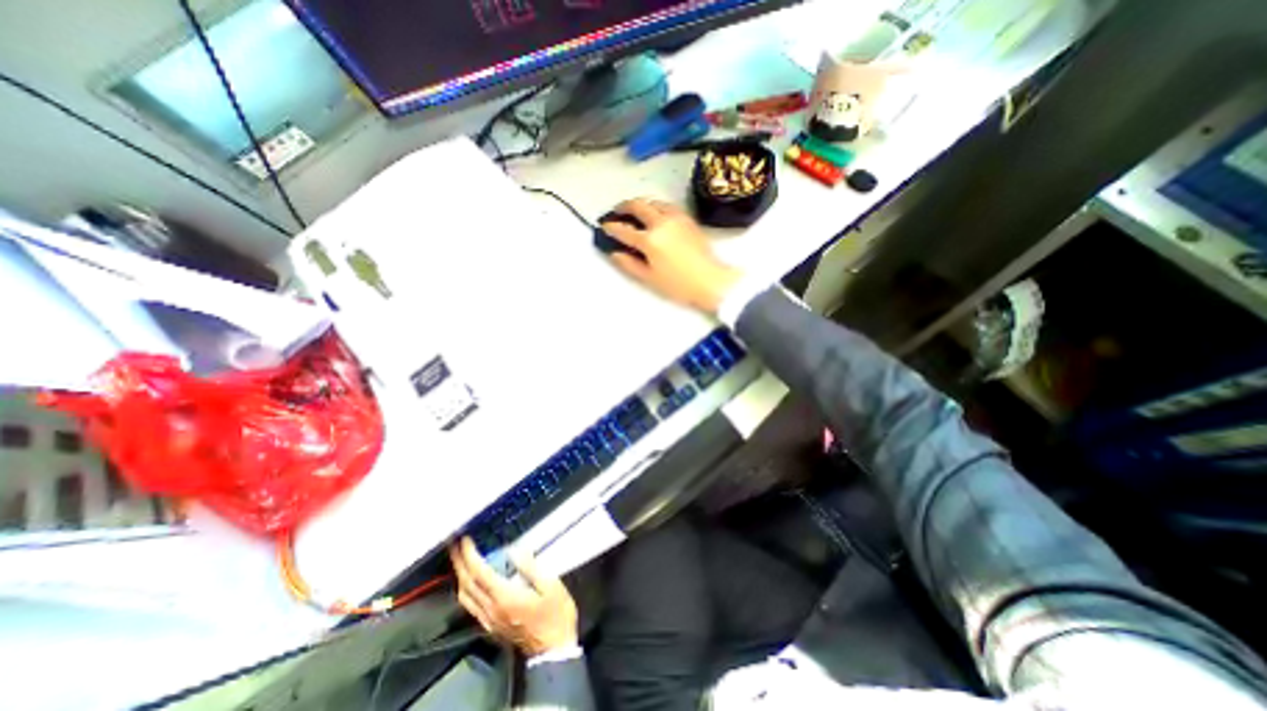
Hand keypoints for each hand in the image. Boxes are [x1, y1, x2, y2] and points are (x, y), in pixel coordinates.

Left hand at [449, 539, 577, 654]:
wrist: (553, 648)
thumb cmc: (555, 614)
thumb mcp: (551, 585)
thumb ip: (531, 567)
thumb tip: (515, 551)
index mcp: (505, 597)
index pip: (480, 573)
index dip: (469, 555)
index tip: (465, 540)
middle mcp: (491, 609)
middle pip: (467, 584)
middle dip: (459, 562)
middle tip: (455, 544)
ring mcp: (489, 620)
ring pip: (465, 597)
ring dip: (459, 576)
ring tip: (459, 559)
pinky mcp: (490, 626)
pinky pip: (470, 606)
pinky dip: (465, 589)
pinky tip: (469, 581)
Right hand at [600, 197, 744, 309]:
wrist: (710, 280)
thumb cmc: (679, 285)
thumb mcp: (649, 278)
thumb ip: (629, 264)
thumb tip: (615, 253)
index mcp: (650, 240)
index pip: (624, 230)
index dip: (611, 227)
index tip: (604, 227)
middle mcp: (661, 223)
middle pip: (638, 205)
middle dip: (623, 206)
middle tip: (616, 212)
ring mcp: (676, 218)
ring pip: (653, 201)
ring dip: (640, 204)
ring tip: (634, 211)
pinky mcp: (687, 218)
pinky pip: (667, 205)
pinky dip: (656, 206)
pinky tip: (655, 214)